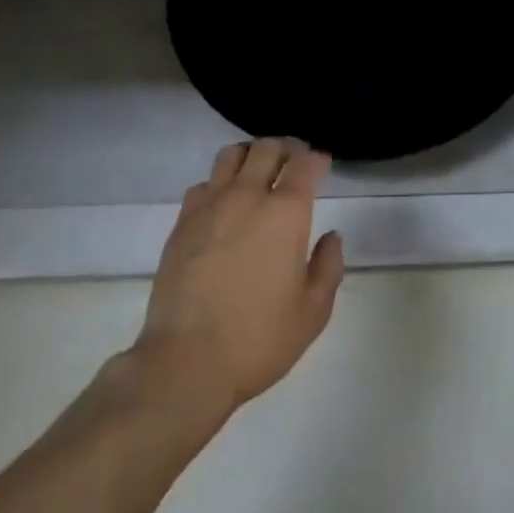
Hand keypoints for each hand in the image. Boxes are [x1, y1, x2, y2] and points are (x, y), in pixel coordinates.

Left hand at [129, 138, 345, 419]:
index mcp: (286, 212)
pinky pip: (203, 184)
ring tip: (258, 171)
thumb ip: (328, 267)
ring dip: (250, 155)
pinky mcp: (182, 223)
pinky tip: (223, 203)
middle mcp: (248, 196)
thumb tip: (331, 237)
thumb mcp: (312, 312)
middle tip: (294, 161)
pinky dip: (218, 183)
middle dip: (286, 148)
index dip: (316, 158)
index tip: (322, 165)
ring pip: (231, 155)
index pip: (304, 163)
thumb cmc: (258, 339)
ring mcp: (210, 206)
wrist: (185, 364)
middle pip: (267, 148)